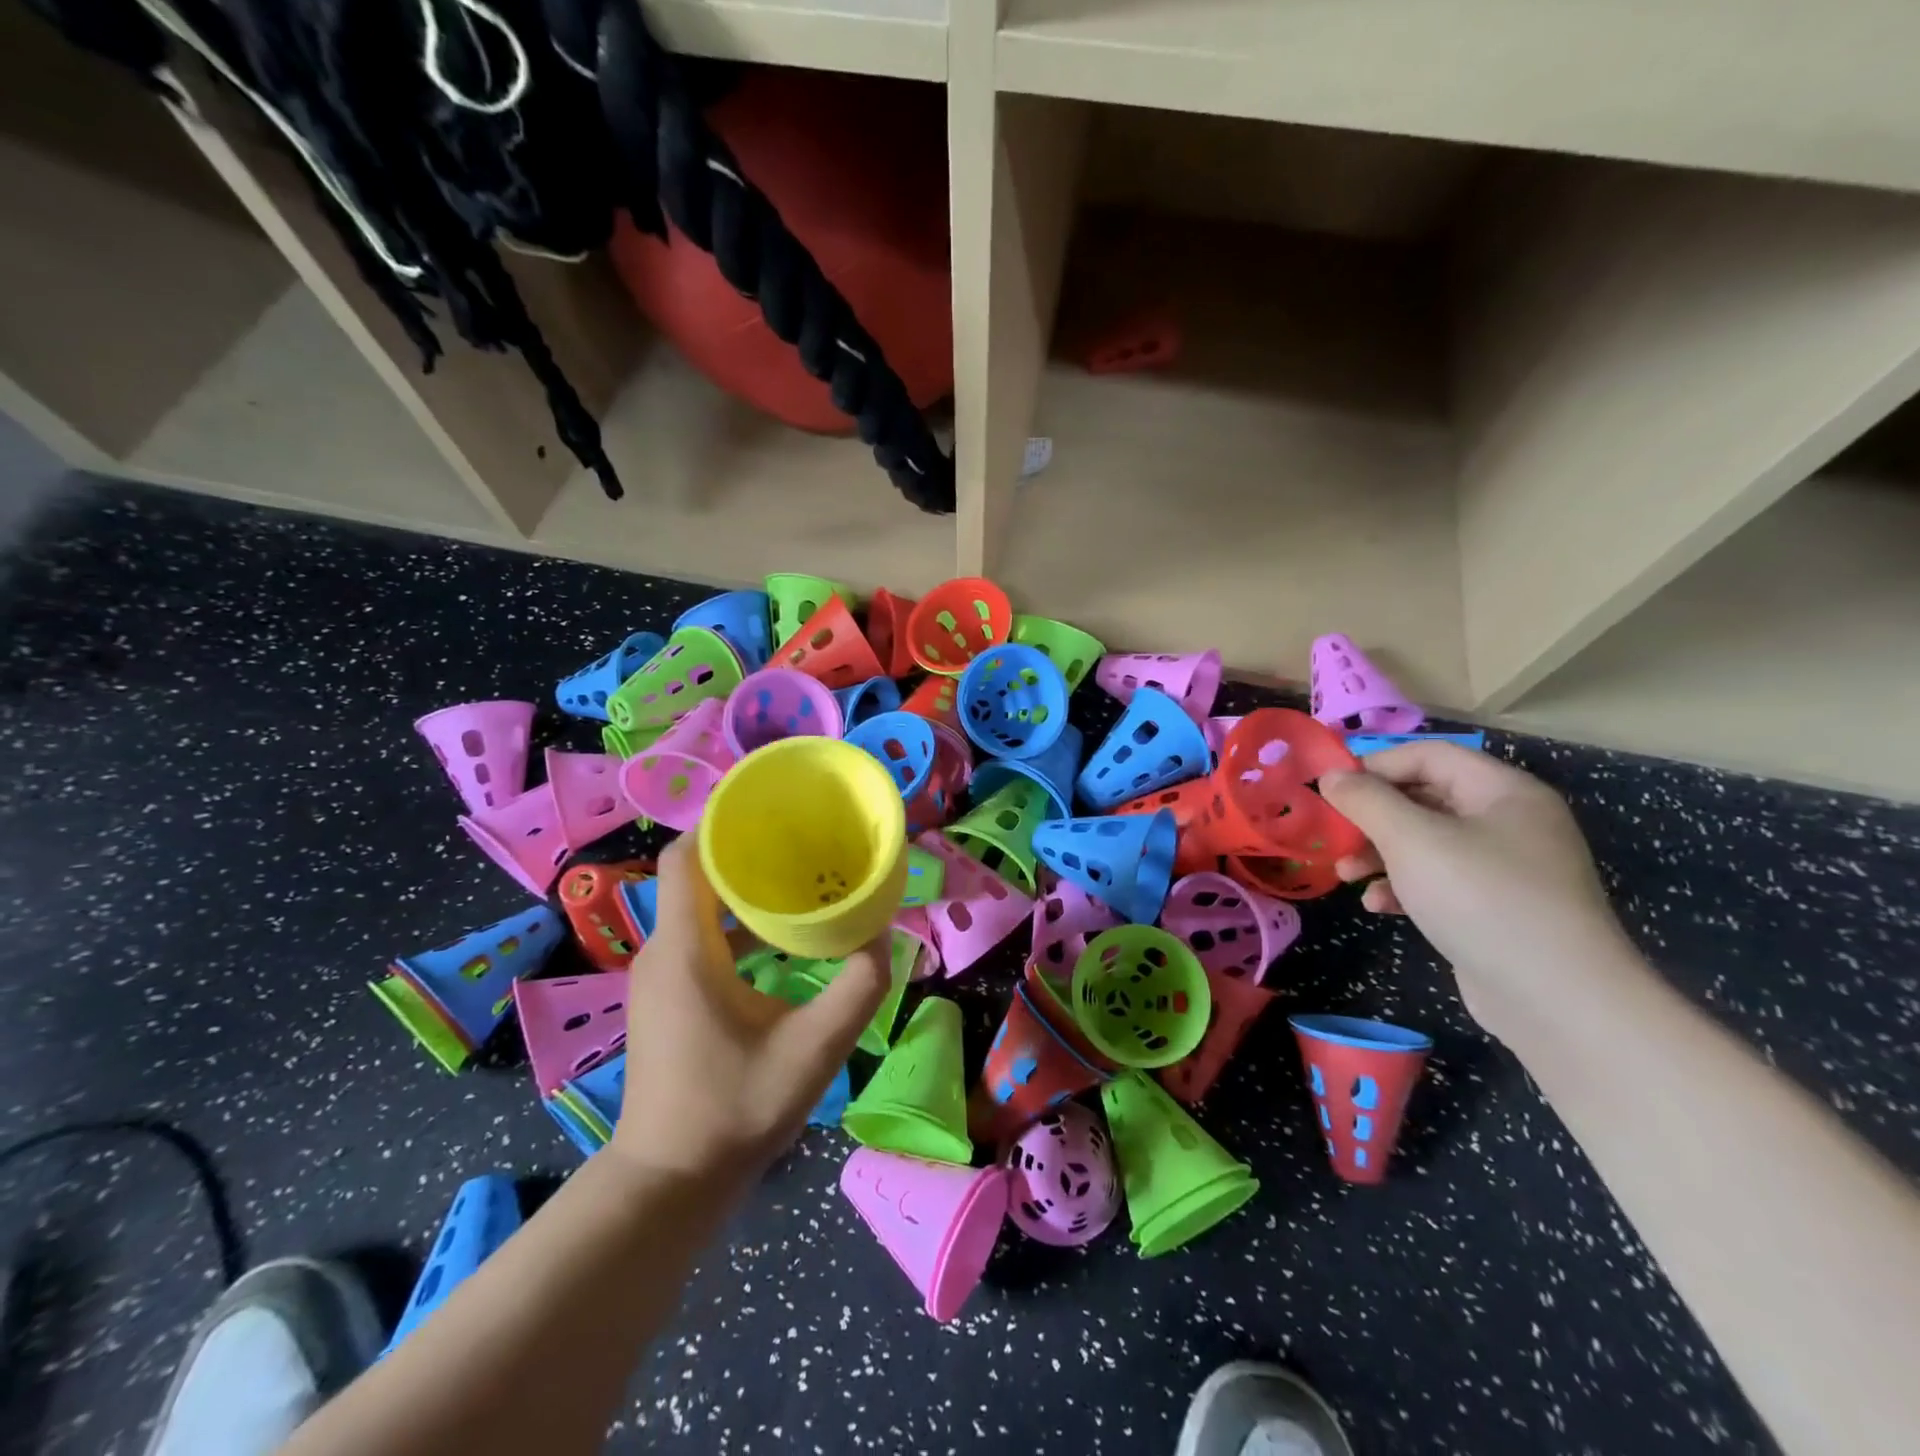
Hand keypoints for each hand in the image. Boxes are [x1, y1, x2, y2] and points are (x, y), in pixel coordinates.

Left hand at [607, 837, 891, 1184]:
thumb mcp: (814, 1050)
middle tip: (803, 841)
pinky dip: (735, 922)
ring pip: (697, 906)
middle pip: (696, 874)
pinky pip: (698, 935)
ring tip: (799, 880)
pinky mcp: (667, 996)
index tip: (771, 811)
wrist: (669, 1183)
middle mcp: (663, 951)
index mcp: (686, 950)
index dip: (721, 823)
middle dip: (746, 851)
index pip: (684, 856)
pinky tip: (779, 937)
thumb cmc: (735, 1112)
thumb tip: (883, 936)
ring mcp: (660, 976)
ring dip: (743, 889)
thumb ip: (858, 989)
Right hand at [1319, 743, 1641, 1035]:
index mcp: (1503, 791)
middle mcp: (1509, 822)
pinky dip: (1404, 886)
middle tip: (1333, 835)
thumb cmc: (1482, 898)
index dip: (1375, 765)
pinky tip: (1378, 906)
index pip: (1428, 755)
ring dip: (1379, 854)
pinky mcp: (1496, 908)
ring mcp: (1506, 868)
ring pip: (1426, 842)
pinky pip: (1439, 881)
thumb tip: (1331, 775)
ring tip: (1345, 875)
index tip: (1330, 789)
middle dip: (1372, 816)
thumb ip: (1367, 800)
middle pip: (1425, 798)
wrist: (1557, 999)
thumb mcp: (1413, 840)